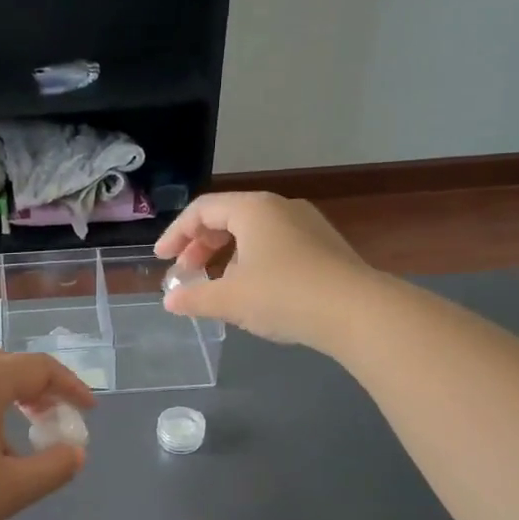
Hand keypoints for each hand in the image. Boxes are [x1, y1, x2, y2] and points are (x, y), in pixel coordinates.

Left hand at [0, 352, 94, 519]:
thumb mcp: (10, 490)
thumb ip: (53, 469)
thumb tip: (75, 453)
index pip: (40, 368)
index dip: (71, 387)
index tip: (88, 412)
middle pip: (5, 368)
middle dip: (36, 391)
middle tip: (51, 420)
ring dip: (2, 404)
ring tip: (9, 450)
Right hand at [155, 191, 374, 351]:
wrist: (356, 311)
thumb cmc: (283, 295)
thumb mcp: (229, 299)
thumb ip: (194, 297)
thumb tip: (170, 301)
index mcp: (253, 208)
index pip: (202, 210)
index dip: (176, 235)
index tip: (162, 260)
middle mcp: (280, 208)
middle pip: (228, 219)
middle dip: (200, 247)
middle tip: (185, 273)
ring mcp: (307, 226)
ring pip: (253, 234)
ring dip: (226, 257)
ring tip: (217, 286)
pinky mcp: (324, 248)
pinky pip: (276, 246)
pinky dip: (252, 263)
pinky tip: (253, 292)